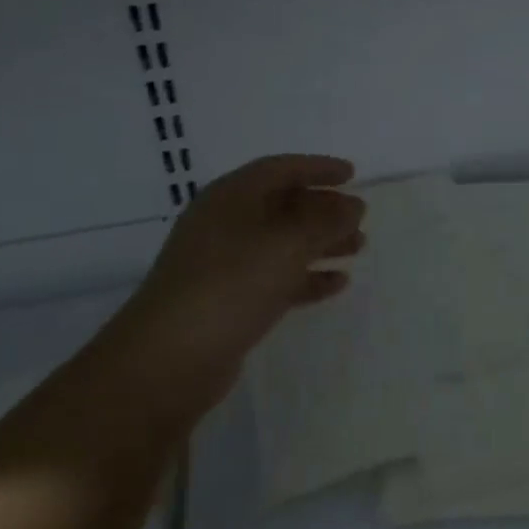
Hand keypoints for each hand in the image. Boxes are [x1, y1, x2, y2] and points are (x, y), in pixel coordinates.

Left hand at [110, 155, 363, 406]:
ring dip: (321, 243)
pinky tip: (337, 284)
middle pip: (283, 205)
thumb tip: (354, 205)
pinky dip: (306, 277)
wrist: (168, 361)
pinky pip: (276, 277)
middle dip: (324, 210)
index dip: (318, 168)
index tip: (352, 175)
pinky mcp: (228, 301)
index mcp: (232, 197)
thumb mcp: (289, 243)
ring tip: (358, 248)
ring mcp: (224, 264)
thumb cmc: (231, 283)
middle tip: (360, 218)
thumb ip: (327, 221)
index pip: (280, 169)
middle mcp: (226, 224)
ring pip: (282, 243)